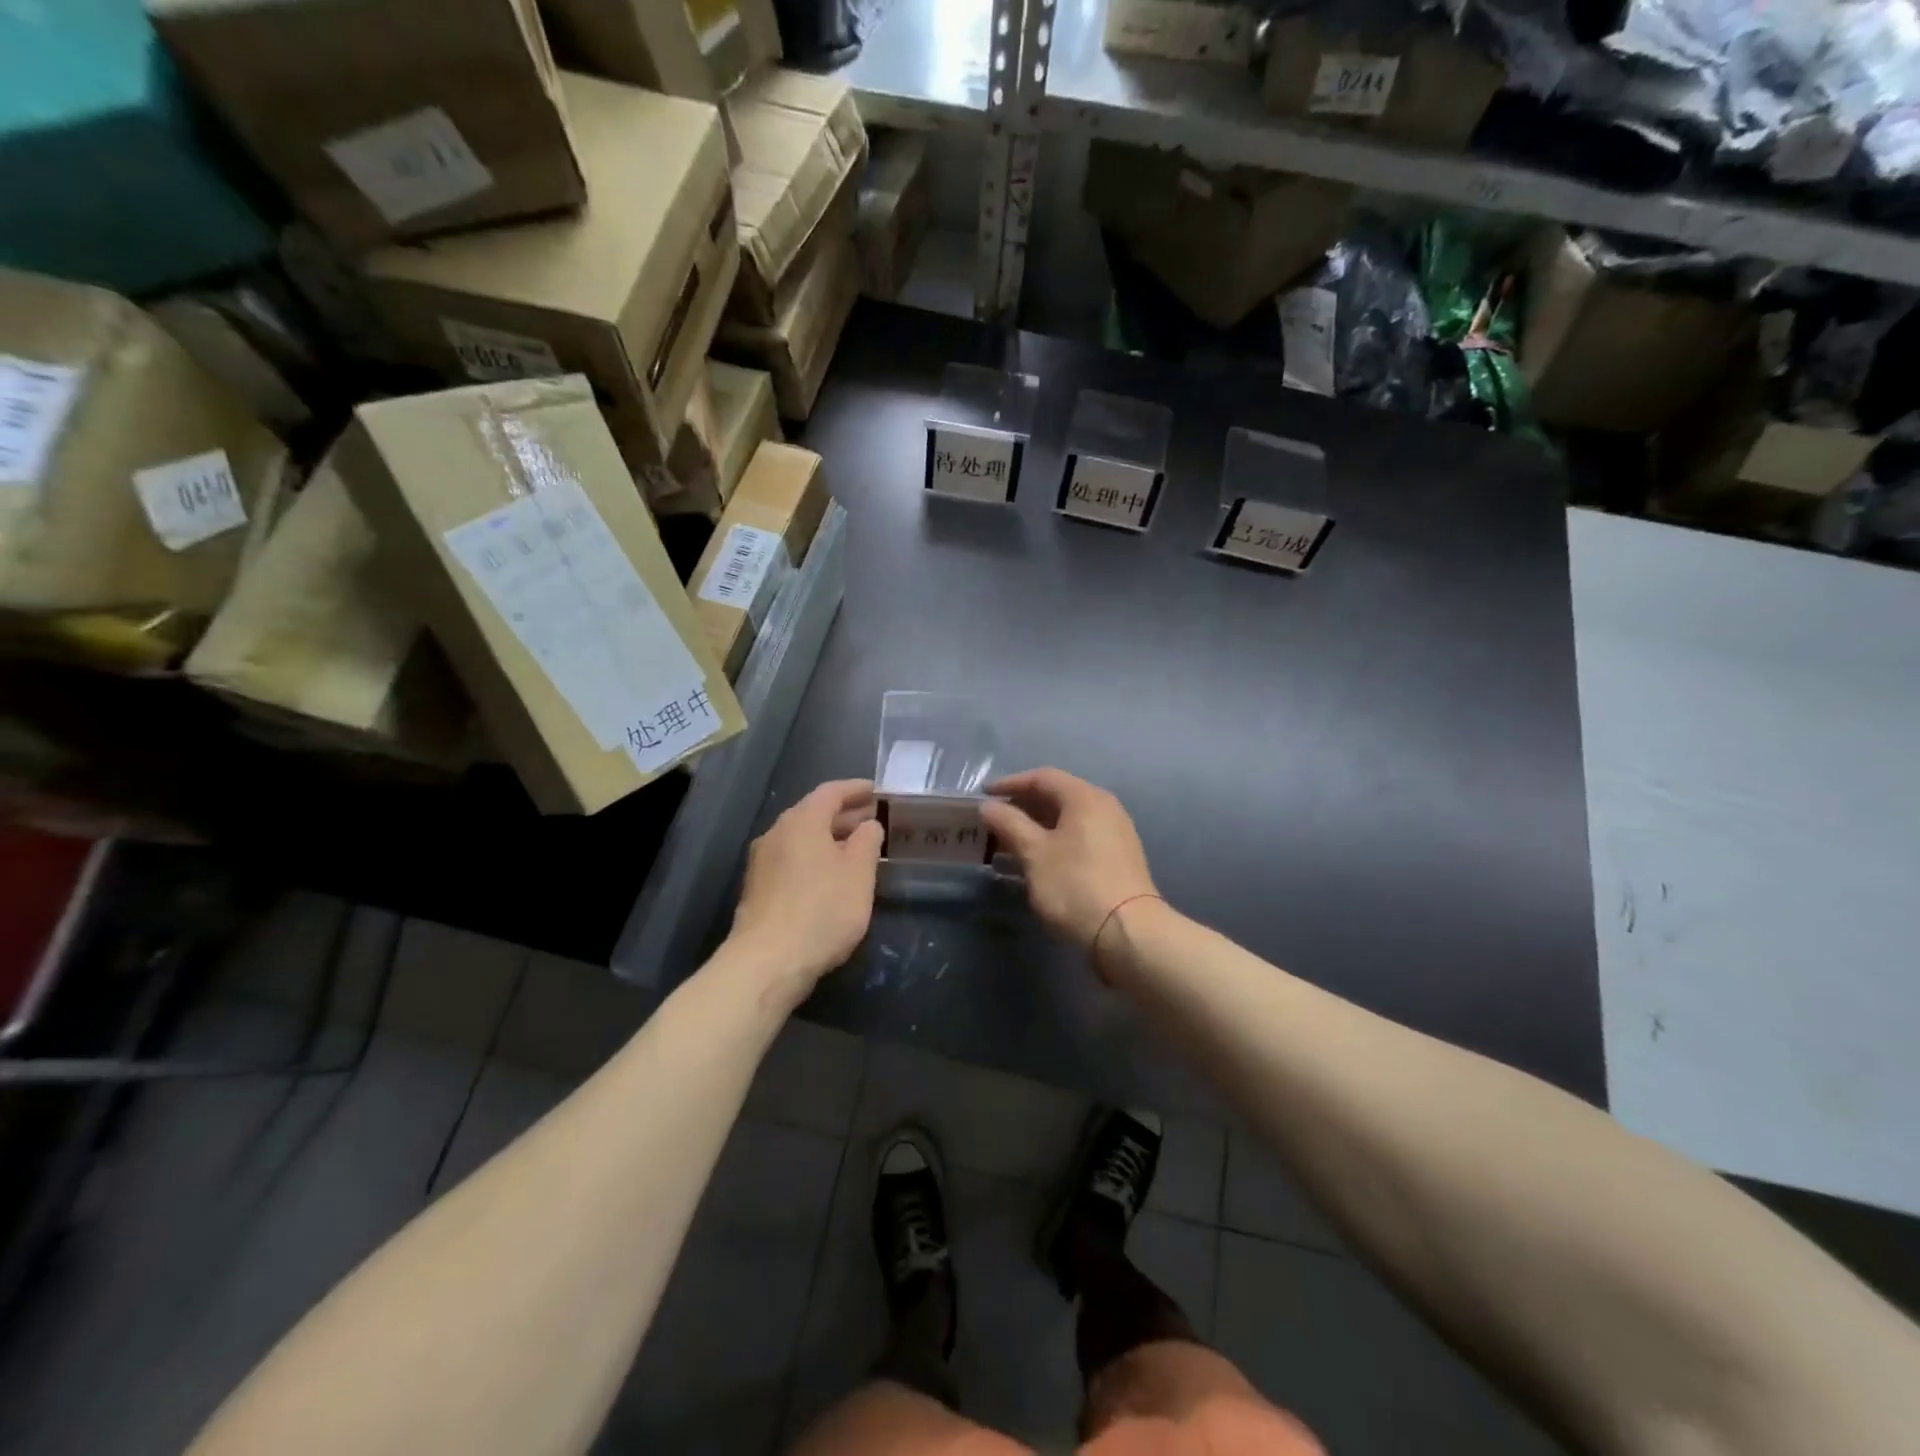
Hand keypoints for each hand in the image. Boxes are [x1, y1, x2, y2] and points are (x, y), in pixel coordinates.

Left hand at [728, 779, 883, 1001]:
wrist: (767, 963)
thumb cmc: (822, 910)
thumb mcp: (859, 874)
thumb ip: (868, 841)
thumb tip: (868, 825)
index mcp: (801, 821)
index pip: (831, 792)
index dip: (856, 789)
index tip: (876, 791)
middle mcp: (776, 833)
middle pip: (813, 814)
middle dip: (845, 815)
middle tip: (873, 820)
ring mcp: (763, 862)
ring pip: (802, 839)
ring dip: (830, 840)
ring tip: (857, 851)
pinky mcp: (758, 889)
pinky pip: (792, 860)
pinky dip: (815, 859)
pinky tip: (832, 878)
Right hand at [980, 768, 1157, 951]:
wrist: (1128, 933)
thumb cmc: (1075, 885)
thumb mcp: (1034, 853)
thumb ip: (1009, 824)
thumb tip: (989, 805)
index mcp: (1085, 797)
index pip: (1042, 778)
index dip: (1010, 783)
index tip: (983, 795)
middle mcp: (1104, 807)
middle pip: (1057, 796)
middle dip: (1022, 807)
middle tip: (993, 820)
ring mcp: (1115, 832)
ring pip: (1068, 819)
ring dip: (1036, 827)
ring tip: (1008, 843)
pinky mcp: (1118, 857)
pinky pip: (1079, 837)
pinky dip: (1054, 841)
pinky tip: (1036, 861)